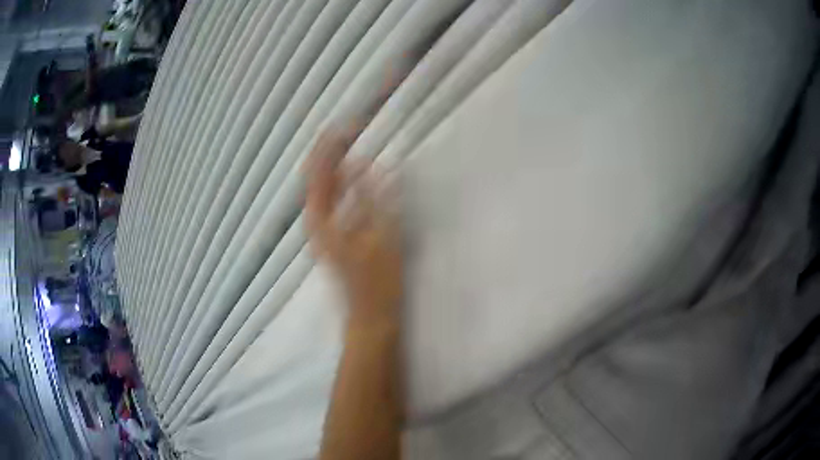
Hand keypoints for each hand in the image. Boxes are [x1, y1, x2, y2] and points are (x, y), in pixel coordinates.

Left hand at [304, 129, 402, 332]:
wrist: (370, 317)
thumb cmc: (377, 280)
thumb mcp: (379, 235)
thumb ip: (369, 196)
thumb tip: (362, 161)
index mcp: (320, 218)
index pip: (319, 168)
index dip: (332, 143)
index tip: (351, 122)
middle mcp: (315, 219)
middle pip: (318, 174)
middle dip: (332, 148)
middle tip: (353, 126)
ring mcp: (322, 228)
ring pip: (325, 185)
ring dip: (337, 162)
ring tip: (354, 141)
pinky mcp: (333, 234)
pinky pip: (333, 198)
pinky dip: (343, 180)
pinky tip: (356, 174)